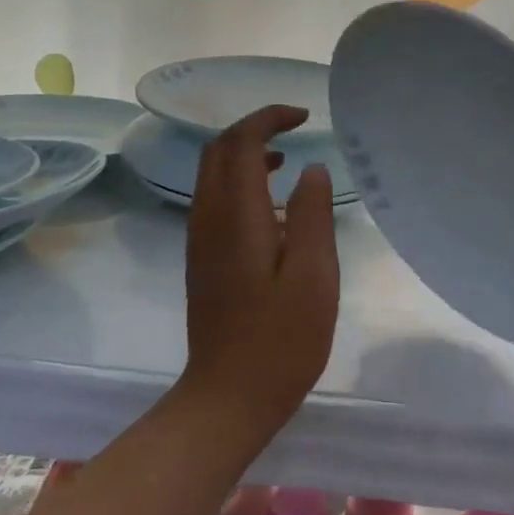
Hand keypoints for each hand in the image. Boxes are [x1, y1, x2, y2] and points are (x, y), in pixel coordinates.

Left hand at [181, 105, 340, 437]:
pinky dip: (239, 180)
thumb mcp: (314, 275)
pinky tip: (271, 203)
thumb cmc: (281, 339)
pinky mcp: (202, 259)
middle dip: (253, 128)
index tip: (304, 116)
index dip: (269, 119)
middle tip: (294, 129)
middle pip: (217, 150)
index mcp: (236, 216)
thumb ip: (312, 215)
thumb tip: (311, 170)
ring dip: (244, 153)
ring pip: (212, 174)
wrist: (228, 397)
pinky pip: (213, 198)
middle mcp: (209, 218)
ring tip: (287, 159)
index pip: (241, 143)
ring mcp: (200, 239)